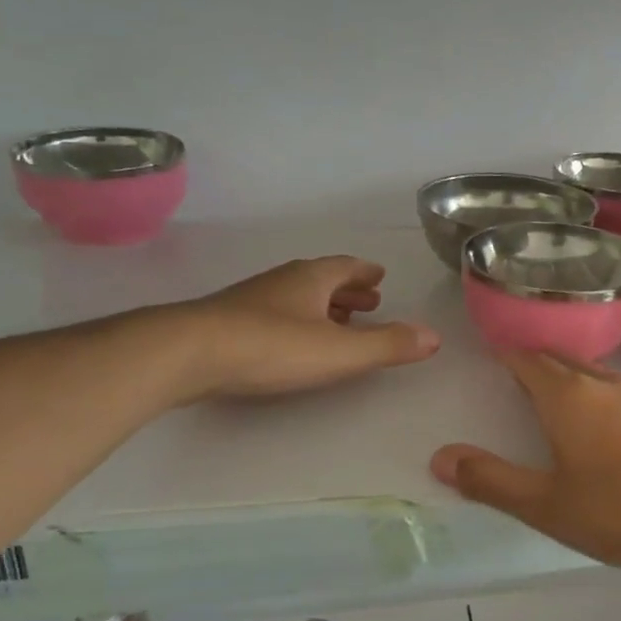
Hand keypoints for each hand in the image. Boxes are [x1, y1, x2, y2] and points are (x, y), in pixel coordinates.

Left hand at [172, 256, 439, 399]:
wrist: (186, 354)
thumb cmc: (272, 346)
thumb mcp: (340, 350)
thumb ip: (387, 344)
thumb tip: (434, 336)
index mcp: (311, 278)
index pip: (346, 267)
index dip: (365, 273)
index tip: (379, 277)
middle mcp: (282, 282)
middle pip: (321, 280)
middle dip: (346, 290)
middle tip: (367, 301)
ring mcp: (251, 301)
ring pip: (295, 297)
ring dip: (320, 307)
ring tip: (337, 322)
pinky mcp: (226, 324)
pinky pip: (273, 315)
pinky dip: (294, 322)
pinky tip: (291, 342)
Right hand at [430, 352, 620, 575]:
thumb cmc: (619, 512)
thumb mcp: (544, 505)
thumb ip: (491, 480)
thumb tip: (440, 457)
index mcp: (568, 397)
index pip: (528, 360)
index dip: (507, 354)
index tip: (492, 351)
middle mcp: (604, 385)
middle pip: (560, 359)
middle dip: (535, 361)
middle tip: (515, 370)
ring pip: (593, 372)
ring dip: (568, 374)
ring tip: (553, 391)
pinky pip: (619, 390)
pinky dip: (597, 392)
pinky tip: (602, 420)